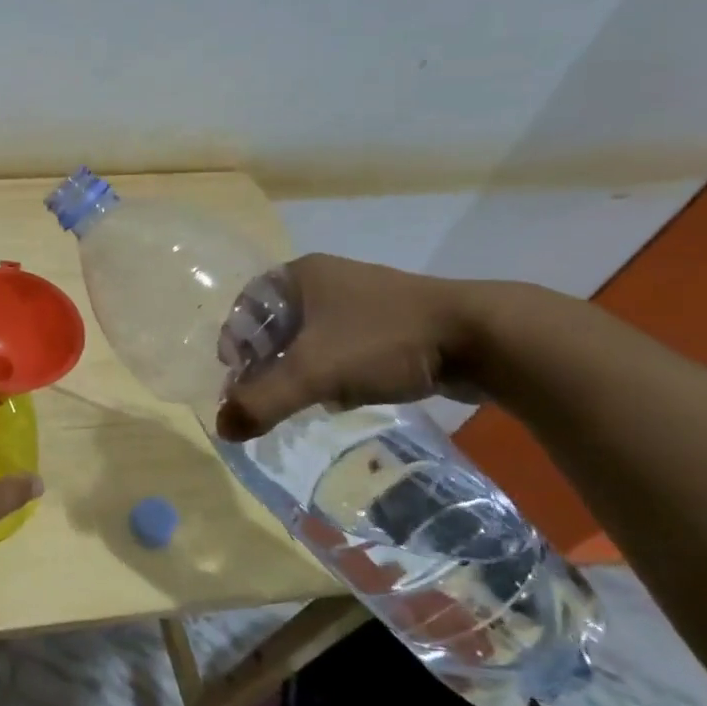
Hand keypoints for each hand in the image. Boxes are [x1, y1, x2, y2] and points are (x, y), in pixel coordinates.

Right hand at [216, 254, 489, 440]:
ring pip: (311, 337)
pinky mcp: (391, 323)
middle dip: (266, 362)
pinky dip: (332, 370)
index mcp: (301, 275)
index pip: (246, 305)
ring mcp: (363, 300)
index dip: (235, 341)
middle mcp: (328, 280)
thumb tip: (222, 430)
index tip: (237, 376)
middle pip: (276, 323)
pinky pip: (343, 346)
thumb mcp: (313, 373)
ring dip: (298, 369)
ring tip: (297, 399)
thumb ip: (263, 401)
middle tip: (263, 394)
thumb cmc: (383, 341)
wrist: (483, 338)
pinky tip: (339, 396)